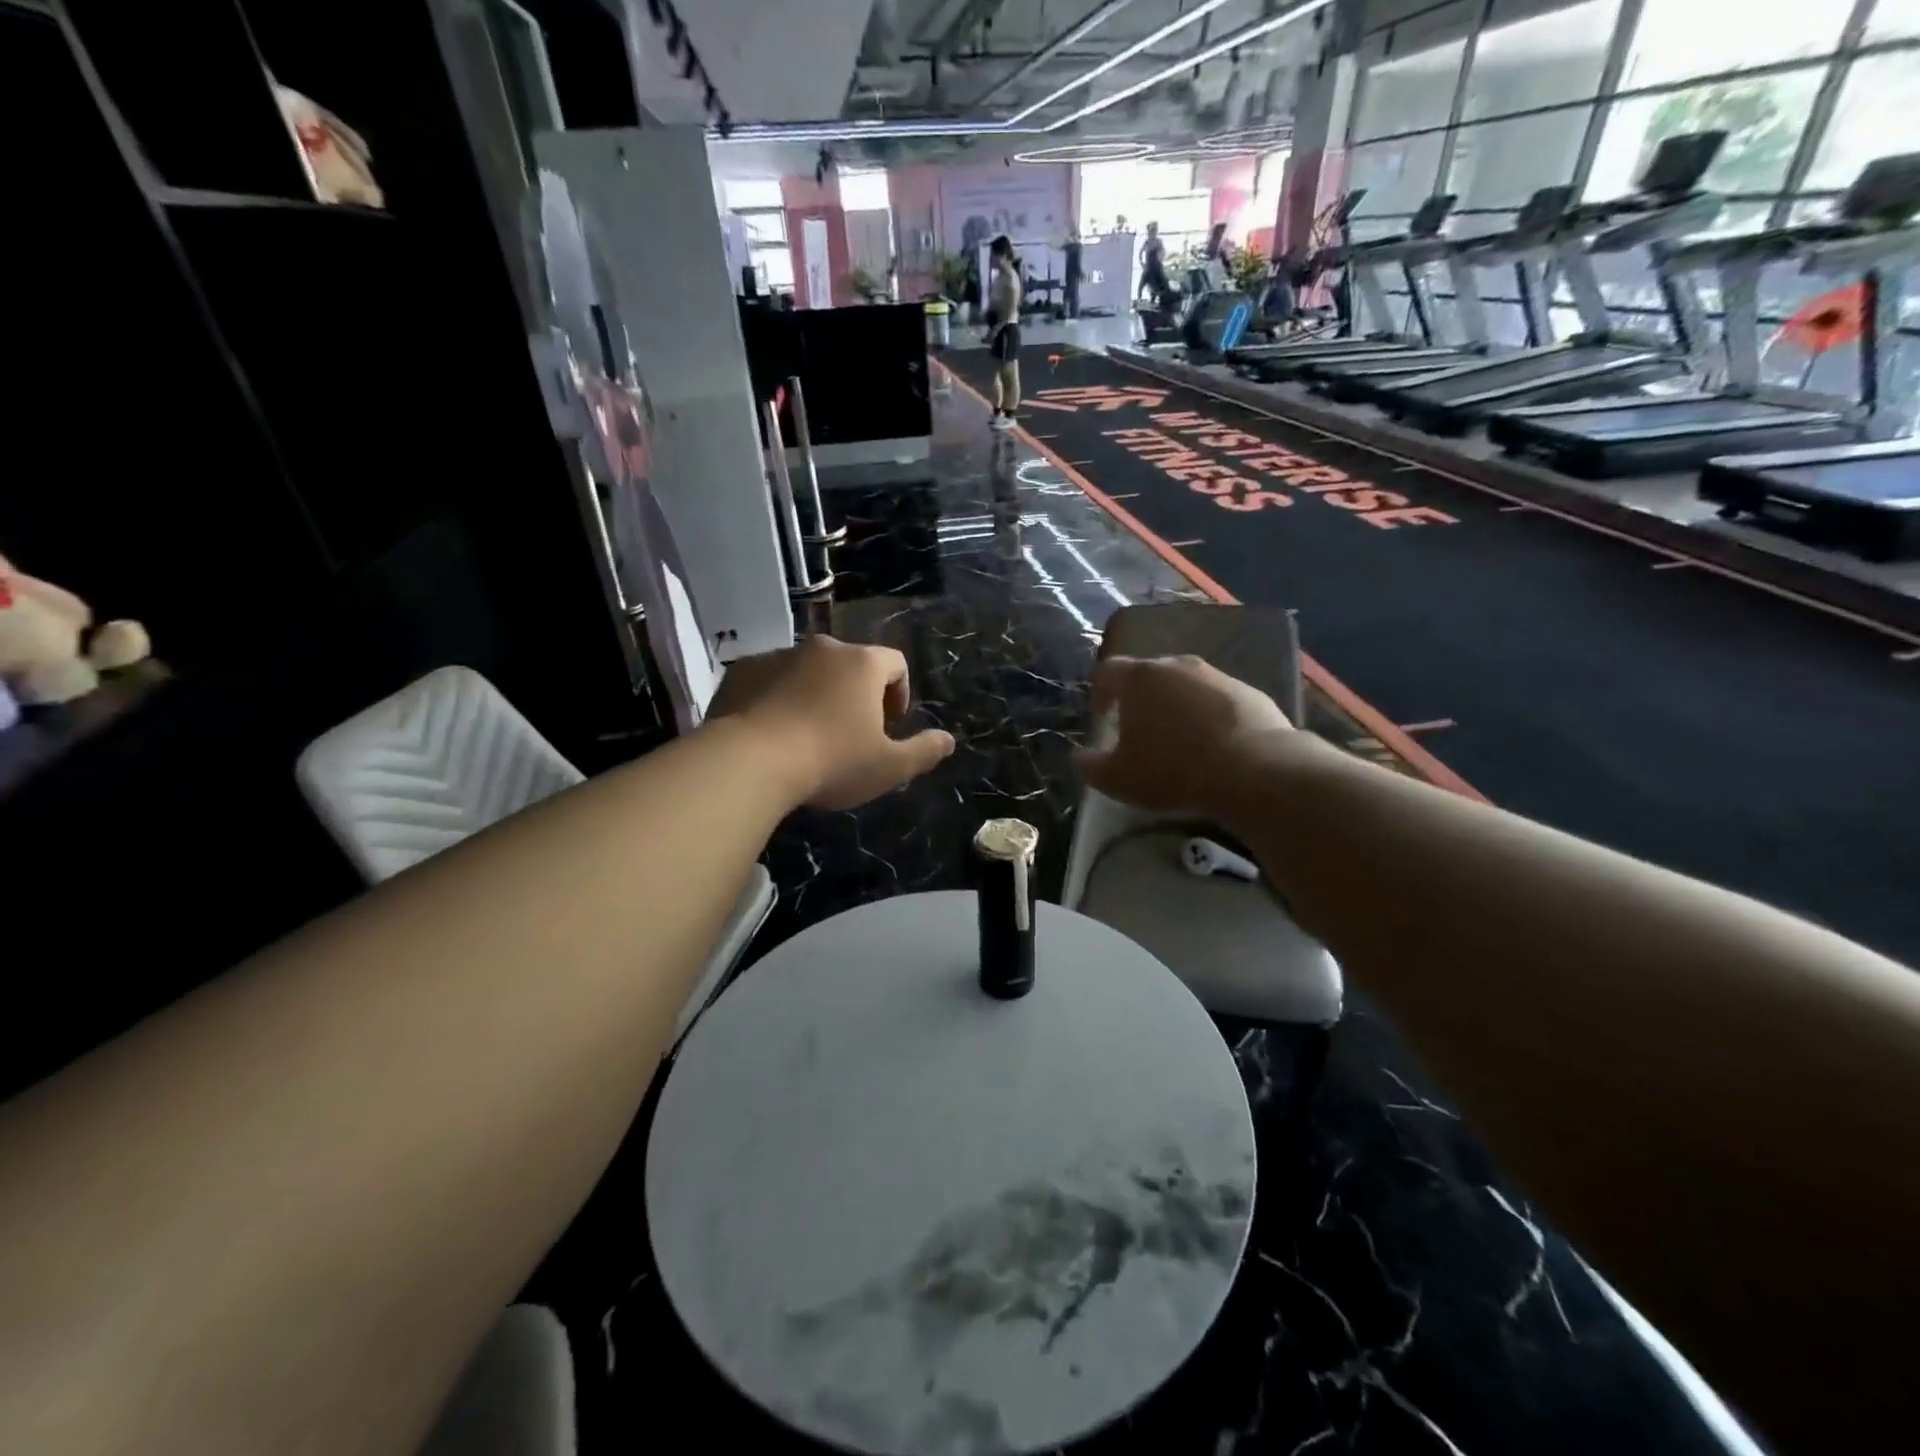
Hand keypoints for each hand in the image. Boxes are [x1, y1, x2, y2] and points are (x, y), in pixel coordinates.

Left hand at [711, 636, 955, 810]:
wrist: (749, 762)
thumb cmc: (831, 761)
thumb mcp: (889, 767)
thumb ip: (923, 751)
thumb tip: (948, 740)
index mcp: (862, 663)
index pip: (895, 663)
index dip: (900, 693)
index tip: (889, 726)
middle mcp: (822, 648)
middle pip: (850, 664)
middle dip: (856, 694)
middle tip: (849, 733)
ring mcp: (778, 655)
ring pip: (808, 670)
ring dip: (815, 694)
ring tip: (807, 735)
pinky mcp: (742, 671)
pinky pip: (769, 679)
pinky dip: (776, 698)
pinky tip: (771, 733)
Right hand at [1074, 655, 1293, 816]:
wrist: (1254, 771)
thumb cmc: (1172, 770)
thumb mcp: (1118, 778)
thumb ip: (1090, 765)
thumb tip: (1079, 757)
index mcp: (1139, 677)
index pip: (1107, 672)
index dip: (1099, 694)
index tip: (1102, 720)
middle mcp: (1177, 665)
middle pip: (1148, 675)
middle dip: (1139, 700)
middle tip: (1139, 733)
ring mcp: (1217, 676)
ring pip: (1185, 686)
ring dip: (1176, 707)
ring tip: (1179, 742)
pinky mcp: (1250, 692)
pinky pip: (1218, 701)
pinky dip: (1209, 717)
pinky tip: (1214, 747)